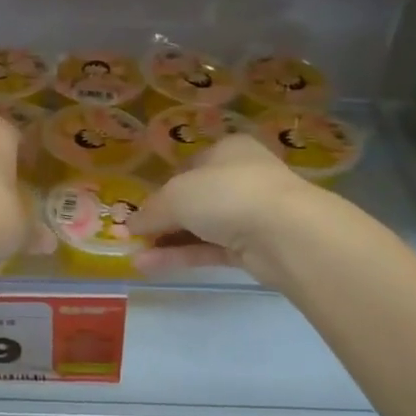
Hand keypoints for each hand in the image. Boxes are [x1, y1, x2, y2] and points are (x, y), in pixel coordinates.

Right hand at [131, 136, 325, 284]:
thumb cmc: (227, 193)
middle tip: (134, 236)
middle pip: (195, 199)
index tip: (140, 209)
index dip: (162, 187)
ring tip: (133, 255)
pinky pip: (210, 250)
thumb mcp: (177, 195)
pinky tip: (149, 266)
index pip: (189, 167)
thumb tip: (130, 226)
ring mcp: (249, 214)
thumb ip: (151, 211)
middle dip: (163, 218)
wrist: (285, 232)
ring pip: (201, 227)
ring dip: (167, 241)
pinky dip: (182, 256)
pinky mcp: (253, 248)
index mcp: (227, 150)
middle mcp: (241, 178)